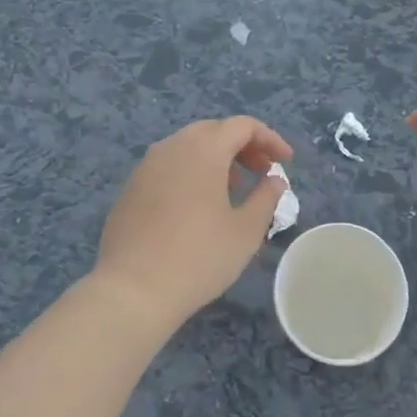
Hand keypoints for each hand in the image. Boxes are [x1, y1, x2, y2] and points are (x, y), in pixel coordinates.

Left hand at [92, 116, 292, 330]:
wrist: (132, 290)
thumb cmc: (199, 257)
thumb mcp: (246, 230)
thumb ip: (266, 197)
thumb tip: (275, 180)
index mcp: (203, 149)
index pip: (243, 126)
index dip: (269, 139)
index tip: (286, 162)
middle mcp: (172, 147)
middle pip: (214, 131)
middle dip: (242, 146)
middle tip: (261, 172)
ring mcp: (146, 166)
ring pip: (188, 147)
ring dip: (216, 159)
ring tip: (233, 190)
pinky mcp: (131, 188)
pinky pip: (168, 166)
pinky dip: (191, 173)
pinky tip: (197, 207)